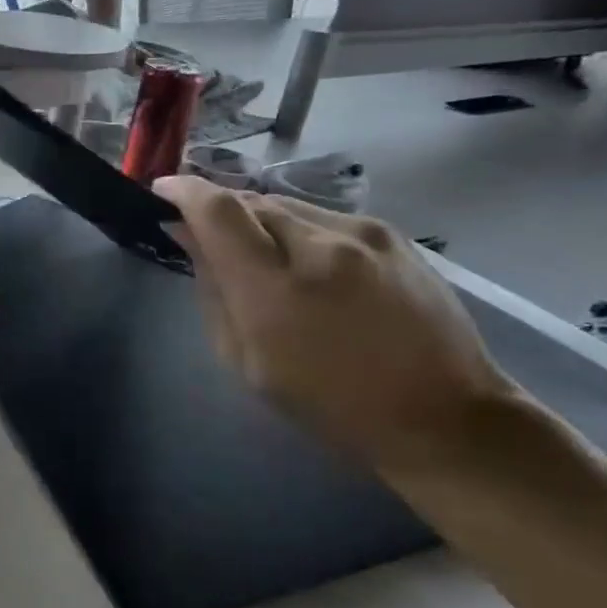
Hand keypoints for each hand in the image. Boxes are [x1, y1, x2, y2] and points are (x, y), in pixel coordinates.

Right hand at [153, 177, 524, 472]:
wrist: (444, 416)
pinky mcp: (392, 234)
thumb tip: (189, 239)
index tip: (162, 190)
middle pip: (250, 201)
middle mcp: (319, 246)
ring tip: (261, 257)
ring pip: (287, 207)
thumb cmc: (329, 405)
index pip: (217, 211)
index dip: (184, 192)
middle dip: (220, 212)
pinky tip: (308, 267)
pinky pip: (323, 218)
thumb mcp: (247, 362)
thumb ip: (213, 292)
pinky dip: (298, 232)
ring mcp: (363, 234)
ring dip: (260, 223)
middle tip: (208, 237)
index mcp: (275, 290)